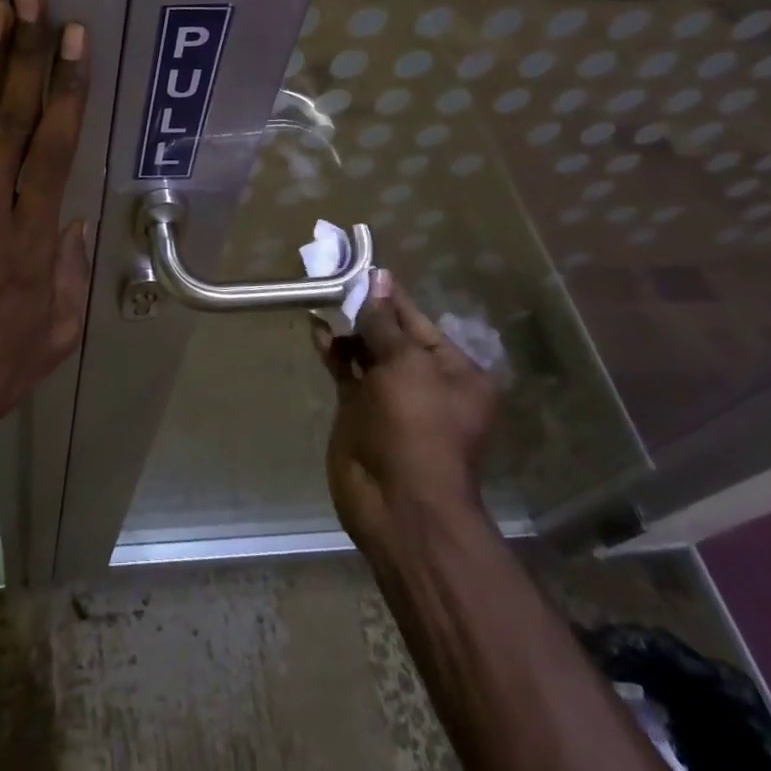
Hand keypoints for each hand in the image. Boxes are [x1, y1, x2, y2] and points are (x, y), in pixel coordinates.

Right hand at [312, 270, 499, 549]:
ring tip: (322, 295)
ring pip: (366, 352)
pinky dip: (333, 351)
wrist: (397, 503)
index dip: (392, 296)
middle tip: (334, 276)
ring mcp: (391, 397)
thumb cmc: (416, 427)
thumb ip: (385, 323)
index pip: (418, 321)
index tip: (365, 268)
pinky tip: (316, 328)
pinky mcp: (360, 411)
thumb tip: (377, 281)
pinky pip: (346, 372)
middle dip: (366, 309)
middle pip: (392, 335)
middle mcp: (425, 381)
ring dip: (347, 327)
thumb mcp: (406, 366)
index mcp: (454, 371)